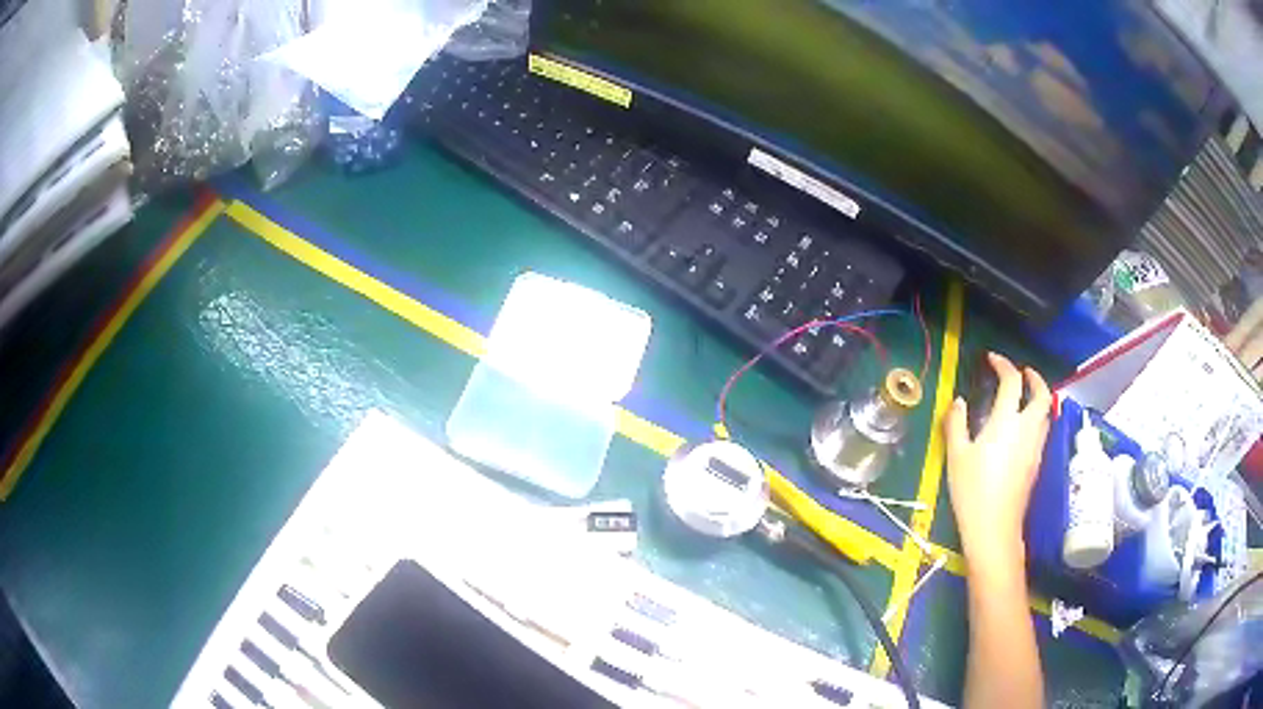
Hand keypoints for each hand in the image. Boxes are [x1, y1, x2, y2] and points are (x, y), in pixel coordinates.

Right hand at [943, 352, 1052, 572]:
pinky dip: (1037, 418)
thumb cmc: (972, 491)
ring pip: (1046, 413)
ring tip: (1025, 397)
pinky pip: (1042, 430)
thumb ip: (956, 423)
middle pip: (1041, 394)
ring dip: (1038, 398)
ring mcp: (1035, 447)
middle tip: (1023, 372)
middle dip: (1034, 378)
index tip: (993, 360)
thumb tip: (959, 402)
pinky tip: (1023, 429)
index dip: (1004, 365)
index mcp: (1006, 421)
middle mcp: (1027, 428)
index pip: (1012, 381)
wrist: (994, 528)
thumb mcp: (956, 456)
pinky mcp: (1036, 463)